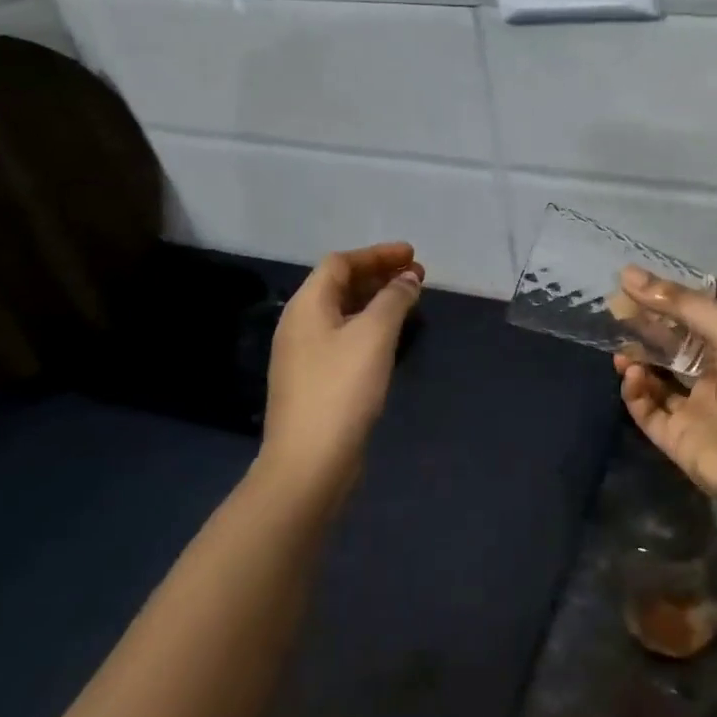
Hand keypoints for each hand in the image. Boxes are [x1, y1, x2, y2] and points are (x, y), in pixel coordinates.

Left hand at [263, 242, 423, 495]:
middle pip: (339, 285)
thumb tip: (408, 278)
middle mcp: (300, 324)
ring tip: (409, 302)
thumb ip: (394, 299)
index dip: (377, 254)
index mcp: (307, 305)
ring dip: (376, 301)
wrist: (309, 462)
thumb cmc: (342, 389)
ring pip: (343, 313)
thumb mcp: (374, 335)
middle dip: (379, 276)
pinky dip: (369, 326)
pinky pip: (344, 337)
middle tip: (417, 277)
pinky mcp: (314, 381)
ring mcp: (304, 355)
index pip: (340, 262)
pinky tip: (390, 338)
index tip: (412, 255)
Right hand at [613, 267, 716, 511]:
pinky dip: (636, 394)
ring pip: (656, 381)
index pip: (692, 320)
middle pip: (671, 350)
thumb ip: (682, 303)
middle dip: (644, 331)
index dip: (663, 303)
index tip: (629, 285)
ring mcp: (695, 412)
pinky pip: (648, 414)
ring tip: (621, 351)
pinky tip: (633, 377)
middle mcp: (715, 379)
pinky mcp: (677, 441)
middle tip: (614, 314)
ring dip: (637, 363)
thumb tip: (629, 275)